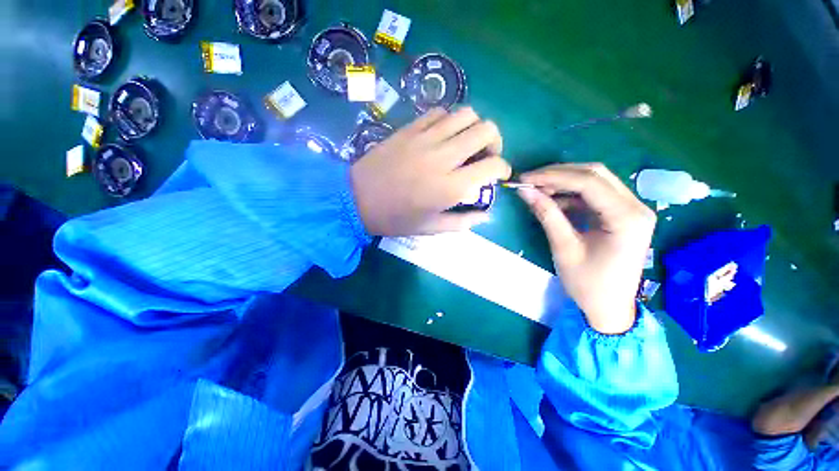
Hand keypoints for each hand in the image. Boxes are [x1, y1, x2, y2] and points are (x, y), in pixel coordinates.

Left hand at [351, 107, 510, 235]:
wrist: (357, 199)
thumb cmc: (395, 218)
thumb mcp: (431, 228)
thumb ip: (462, 222)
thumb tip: (485, 214)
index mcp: (450, 186)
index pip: (493, 165)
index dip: (503, 169)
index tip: (499, 175)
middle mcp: (443, 157)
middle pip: (486, 129)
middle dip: (495, 142)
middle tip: (485, 156)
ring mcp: (425, 138)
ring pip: (466, 114)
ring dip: (474, 127)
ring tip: (467, 143)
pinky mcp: (410, 128)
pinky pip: (440, 112)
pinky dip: (449, 121)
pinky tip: (443, 136)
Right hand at [518, 164, 655, 333]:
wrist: (610, 307)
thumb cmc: (588, 284)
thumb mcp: (564, 248)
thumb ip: (547, 215)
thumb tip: (525, 191)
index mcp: (627, 218)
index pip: (588, 182)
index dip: (553, 176)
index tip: (525, 179)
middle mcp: (636, 206)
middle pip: (595, 175)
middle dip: (558, 174)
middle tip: (530, 181)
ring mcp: (632, 209)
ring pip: (595, 181)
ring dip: (564, 183)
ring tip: (538, 190)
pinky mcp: (622, 215)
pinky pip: (595, 195)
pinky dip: (571, 195)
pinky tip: (553, 201)